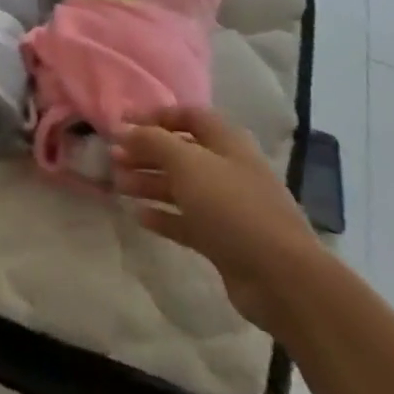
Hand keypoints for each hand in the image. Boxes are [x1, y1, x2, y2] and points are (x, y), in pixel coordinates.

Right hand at [115, 106, 319, 331]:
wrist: (281, 277)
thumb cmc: (232, 207)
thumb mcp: (187, 163)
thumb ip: (152, 141)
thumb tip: (124, 128)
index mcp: (226, 142)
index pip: (188, 116)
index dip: (155, 116)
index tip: (122, 123)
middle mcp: (227, 169)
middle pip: (180, 152)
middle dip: (146, 152)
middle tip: (112, 158)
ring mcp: (226, 206)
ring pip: (180, 187)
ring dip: (148, 182)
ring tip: (118, 185)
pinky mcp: (223, 240)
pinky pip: (186, 220)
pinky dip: (163, 216)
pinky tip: (138, 216)